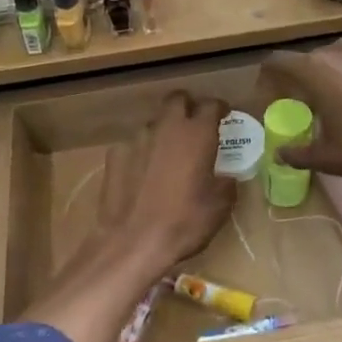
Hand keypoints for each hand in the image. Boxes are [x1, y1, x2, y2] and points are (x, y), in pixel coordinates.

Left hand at [99, 92, 235, 276]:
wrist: (133, 242)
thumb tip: (226, 177)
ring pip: (154, 122)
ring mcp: (137, 139)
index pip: (211, 105)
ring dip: (164, 132)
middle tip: (195, 125)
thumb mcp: (219, 207)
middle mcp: (166, 127)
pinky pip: (133, 145)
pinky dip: (142, 153)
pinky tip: (142, 173)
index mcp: (197, 134)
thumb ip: (226, 183)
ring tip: (168, 154)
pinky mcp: (114, 154)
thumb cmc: (184, 222)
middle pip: (177, 99)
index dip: (219, 109)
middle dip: (188, 106)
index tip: (224, 117)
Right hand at [260, 40, 341, 198]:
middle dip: (306, 80)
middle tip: (310, 106)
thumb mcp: (331, 160)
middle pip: (313, 59)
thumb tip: (281, 154)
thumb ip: (299, 153)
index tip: (270, 94)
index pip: (279, 62)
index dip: (269, 76)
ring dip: (339, 76)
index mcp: (318, 72)